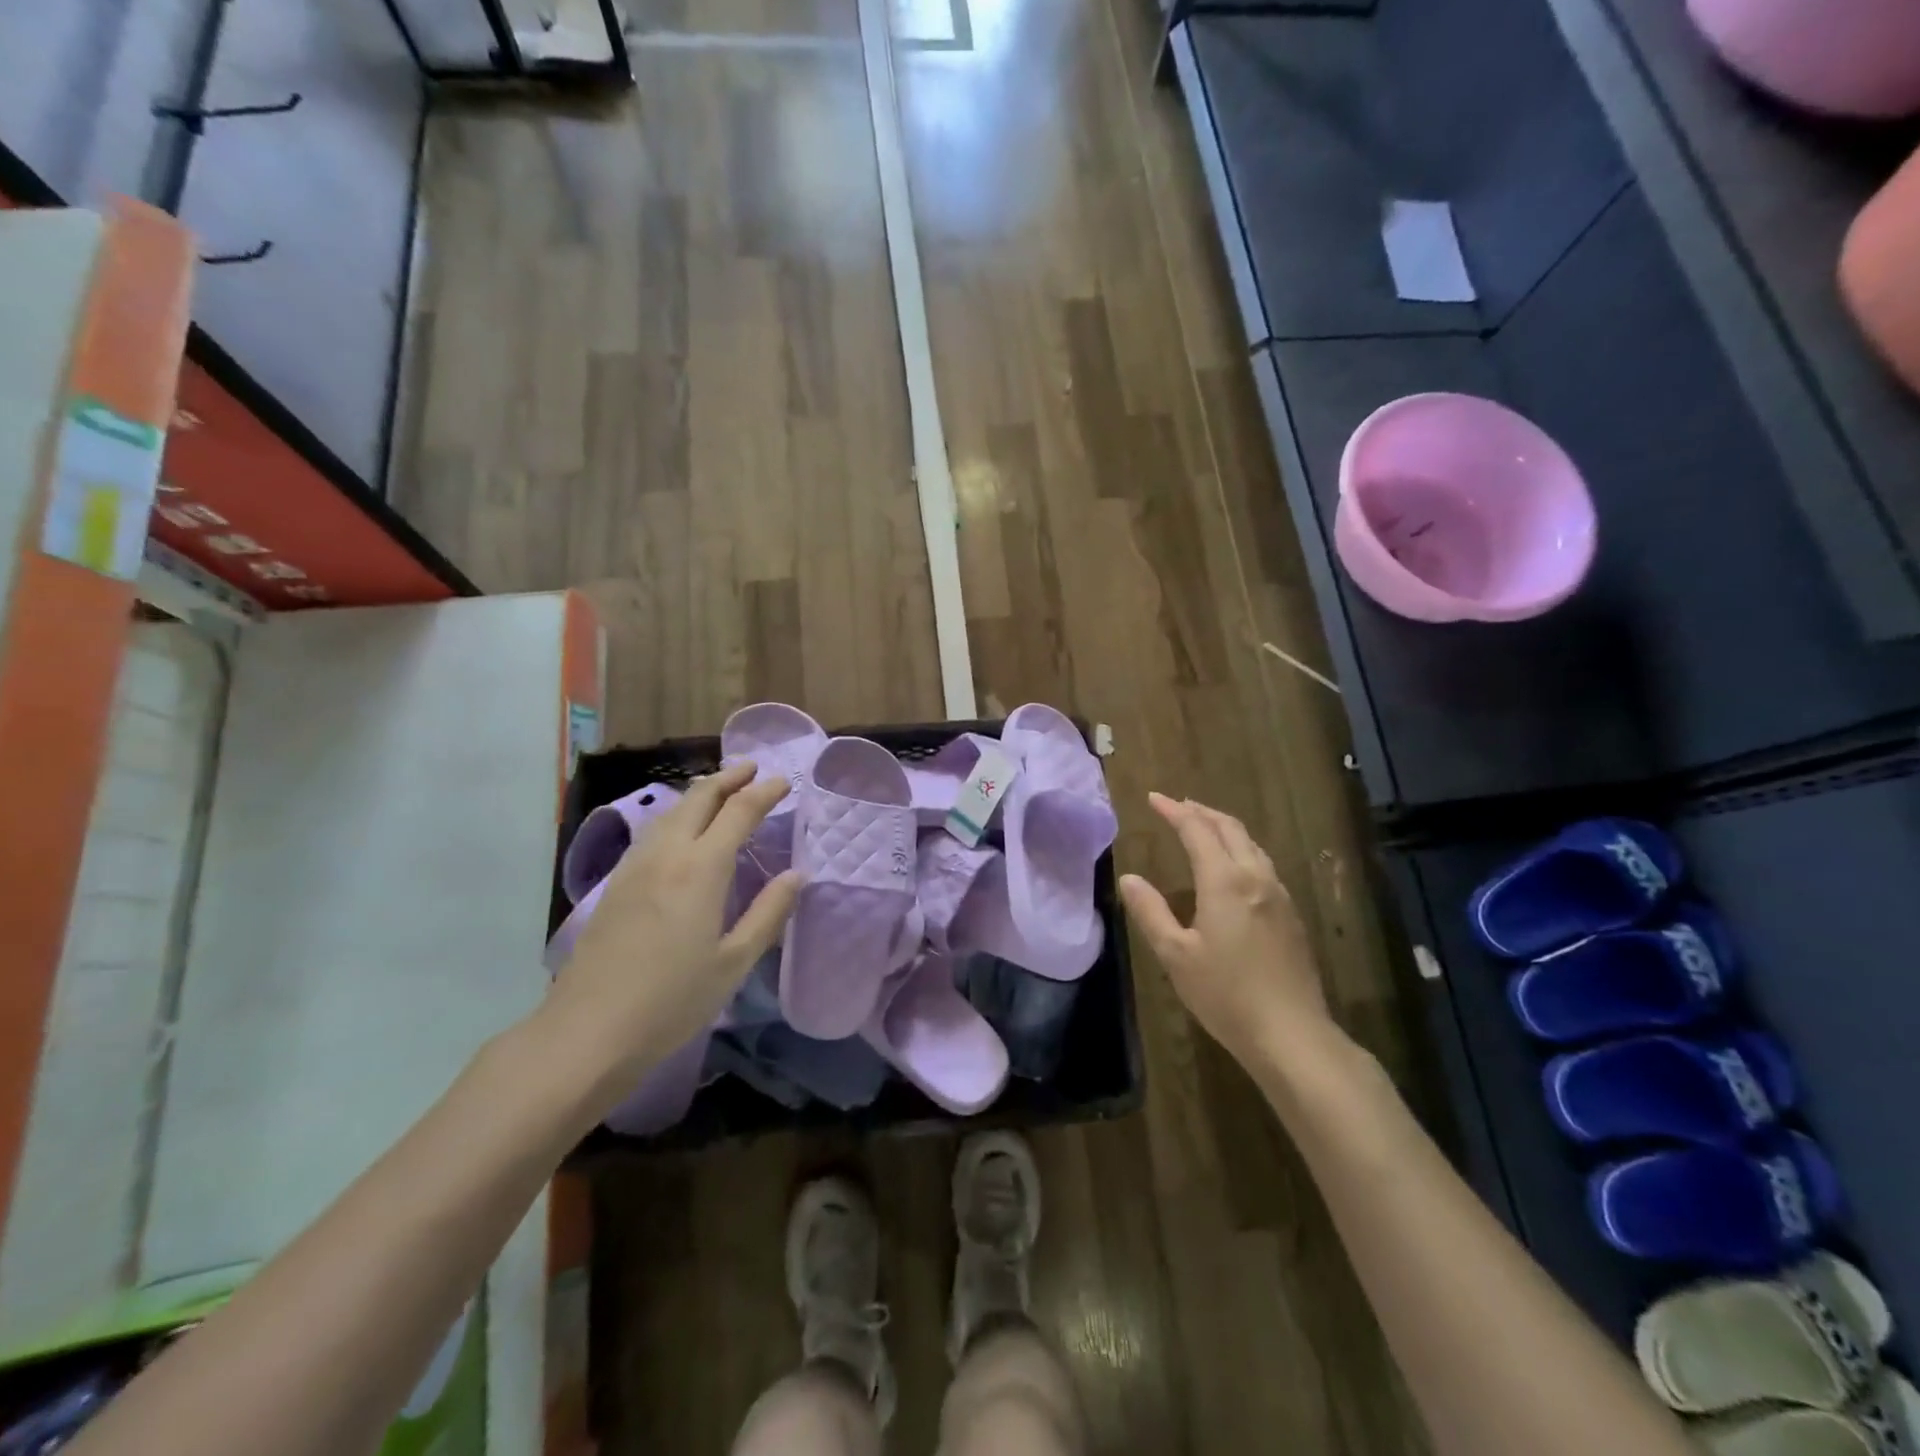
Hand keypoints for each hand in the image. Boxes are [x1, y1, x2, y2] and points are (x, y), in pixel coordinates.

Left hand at [542, 763, 800, 1110]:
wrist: (588, 1031)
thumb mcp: (734, 962)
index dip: (764, 792)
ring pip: (671, 811)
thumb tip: (795, 875)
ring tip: (721, 790)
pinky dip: (677, 815)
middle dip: (728, 778)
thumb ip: (768, 913)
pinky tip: (680, 830)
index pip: (739, 811)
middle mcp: (667, 854)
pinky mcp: (616, 884)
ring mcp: (635, 866)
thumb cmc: (672, 1000)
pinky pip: (653, 831)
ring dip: (700, 793)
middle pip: (699, 798)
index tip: (784, 782)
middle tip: (753, 769)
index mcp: (701, 868)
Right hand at [1120, 793, 1339, 1071]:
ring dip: (1224, 828)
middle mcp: (1255, 878)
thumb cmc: (1226, 994)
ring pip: (1251, 844)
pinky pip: (1263, 863)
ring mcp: (1279, 895)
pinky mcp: (1291, 914)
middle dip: (1201, 811)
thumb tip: (1129, 879)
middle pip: (1230, 829)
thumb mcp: (1176, 955)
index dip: (1174, 811)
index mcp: (1225, 882)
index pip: (1197, 830)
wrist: (1292, 1034)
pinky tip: (1233, 866)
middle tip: (1177, 805)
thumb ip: (1151, 912)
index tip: (1153, 798)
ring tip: (1203, 826)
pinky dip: (1241, 848)